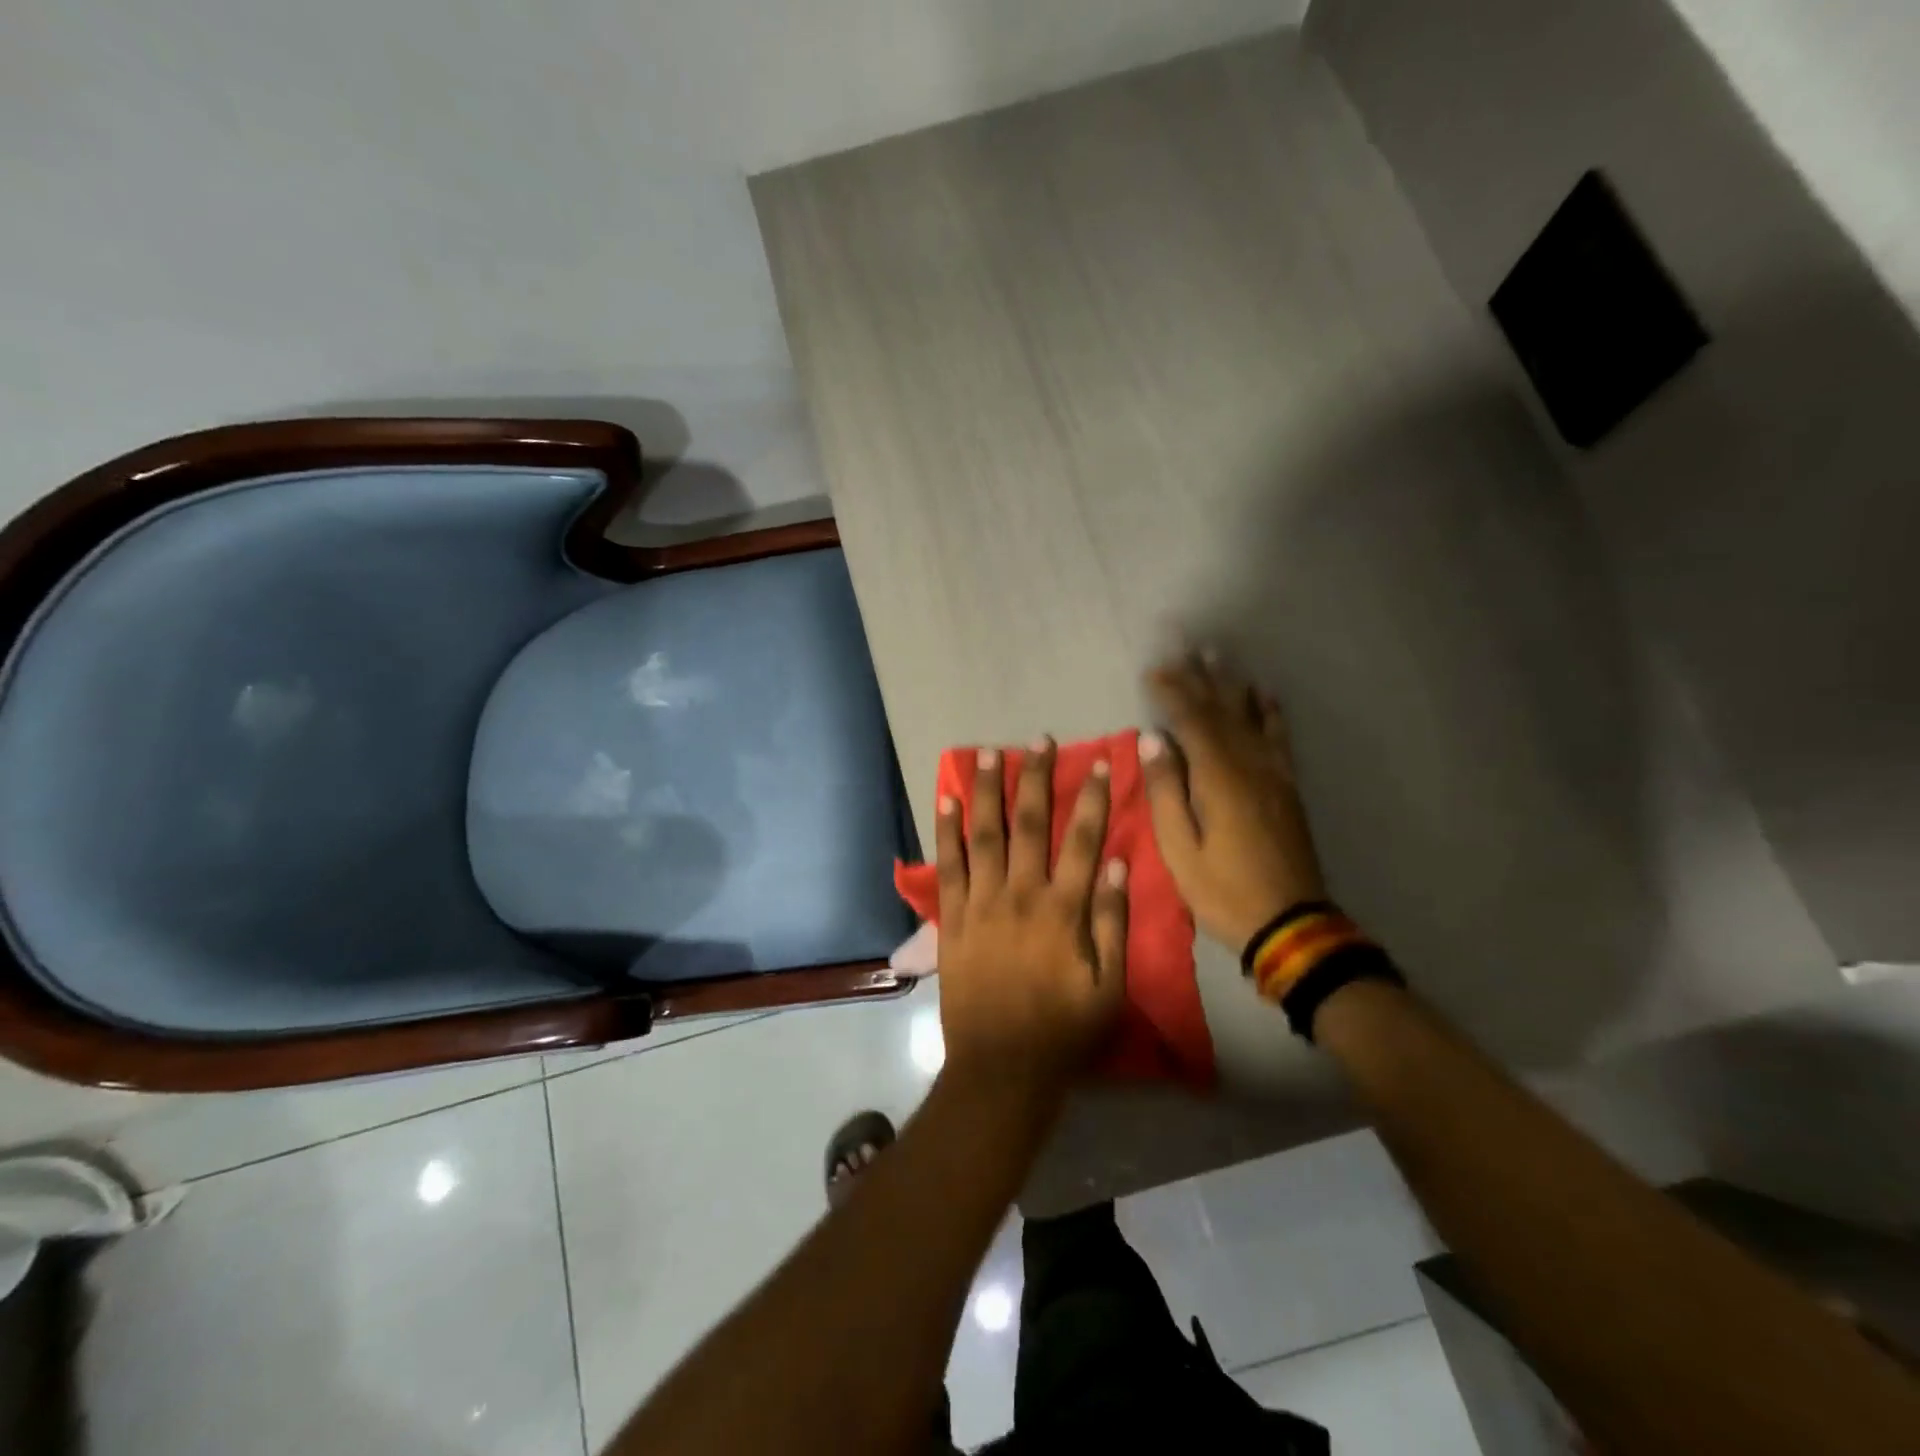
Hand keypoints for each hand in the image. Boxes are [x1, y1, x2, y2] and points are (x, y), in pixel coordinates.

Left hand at [935, 739, 1129, 1100]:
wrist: (1001, 1069)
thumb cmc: (1064, 1031)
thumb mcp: (1109, 987)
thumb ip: (1112, 923)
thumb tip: (1114, 864)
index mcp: (1062, 910)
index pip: (1082, 840)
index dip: (1091, 798)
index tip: (1099, 762)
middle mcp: (1020, 895)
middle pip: (1029, 824)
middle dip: (1035, 779)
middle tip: (1038, 740)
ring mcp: (980, 904)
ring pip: (984, 835)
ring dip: (987, 791)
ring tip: (988, 753)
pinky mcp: (951, 919)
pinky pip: (947, 867)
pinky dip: (946, 832)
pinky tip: (946, 801)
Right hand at [1142, 654, 1327, 950]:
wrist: (1290, 922)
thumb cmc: (1223, 890)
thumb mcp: (1179, 849)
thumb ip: (1166, 791)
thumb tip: (1153, 739)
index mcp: (1218, 778)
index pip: (1191, 721)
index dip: (1172, 692)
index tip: (1153, 671)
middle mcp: (1249, 765)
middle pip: (1221, 711)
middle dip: (1199, 678)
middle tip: (1184, 648)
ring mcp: (1273, 774)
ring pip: (1250, 717)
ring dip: (1232, 685)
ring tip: (1218, 657)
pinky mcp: (1287, 787)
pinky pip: (1279, 739)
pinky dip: (1270, 713)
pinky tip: (1265, 695)